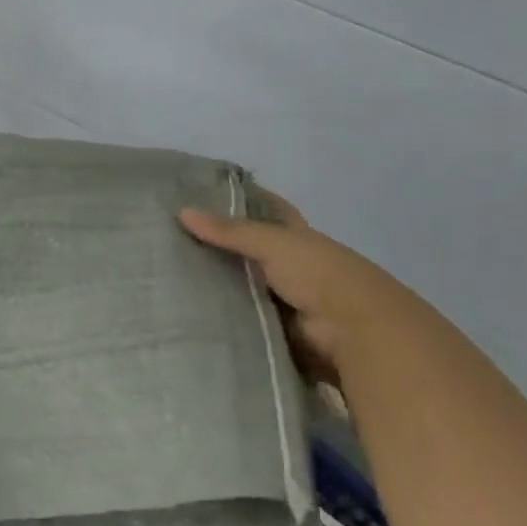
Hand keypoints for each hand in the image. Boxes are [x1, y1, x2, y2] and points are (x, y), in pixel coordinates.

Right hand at [179, 190, 423, 379]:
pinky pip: (244, 322)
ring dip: (218, 286)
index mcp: (297, 236)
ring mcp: (286, 300)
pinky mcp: (278, 332)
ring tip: (171, 277)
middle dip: (219, 246)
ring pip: (244, 287)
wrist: (355, 333)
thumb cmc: (319, 274)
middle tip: (172, 238)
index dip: (245, 199)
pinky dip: (224, 319)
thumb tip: (182, 211)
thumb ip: (230, 231)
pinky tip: (190, 313)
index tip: (206, 191)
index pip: (269, 210)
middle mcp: (293, 265)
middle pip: (251, 250)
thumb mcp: (273, 243)